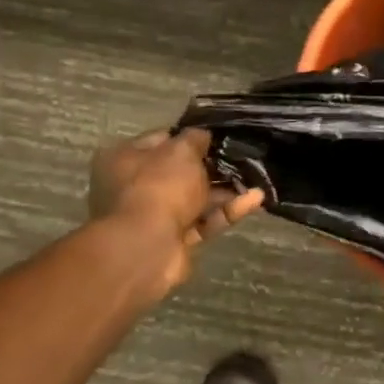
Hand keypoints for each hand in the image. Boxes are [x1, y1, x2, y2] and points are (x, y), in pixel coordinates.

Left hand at [88, 130, 264, 305]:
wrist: (148, 247)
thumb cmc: (160, 186)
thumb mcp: (182, 150)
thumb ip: (196, 138)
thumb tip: (204, 136)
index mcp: (126, 158)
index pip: (162, 139)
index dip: (191, 137)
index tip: (219, 136)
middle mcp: (136, 186)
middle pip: (181, 171)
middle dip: (213, 167)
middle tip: (243, 158)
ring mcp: (154, 216)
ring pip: (196, 198)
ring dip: (226, 190)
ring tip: (257, 179)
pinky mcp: (174, 239)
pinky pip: (204, 221)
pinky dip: (227, 211)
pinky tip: (255, 200)